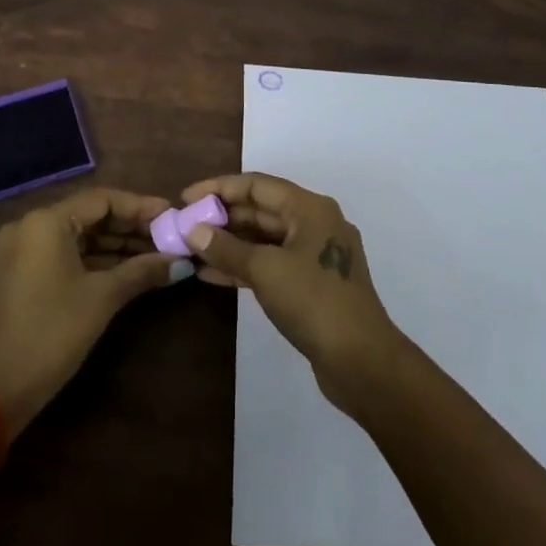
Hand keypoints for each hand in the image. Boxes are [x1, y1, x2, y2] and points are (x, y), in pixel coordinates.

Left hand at [0, 188, 187, 433]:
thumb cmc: (53, 333)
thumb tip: (181, 262)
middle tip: (167, 235)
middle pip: (90, 215)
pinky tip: (127, 268)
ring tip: (156, 253)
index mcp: (46, 221)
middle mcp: (30, 225)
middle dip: (130, 226)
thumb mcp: (103, 297)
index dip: (140, 206)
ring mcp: (21, 249)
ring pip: (78, 235)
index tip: (171, 214)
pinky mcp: (20, 272)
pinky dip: (94, 259)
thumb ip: (143, 271)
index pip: (102, 199)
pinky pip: (64, 253)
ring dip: (115, 244)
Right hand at [178, 173, 405, 413]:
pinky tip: (210, 273)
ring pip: (263, 239)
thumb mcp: (266, 270)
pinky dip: (242, 266)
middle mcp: (314, 223)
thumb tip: (193, 230)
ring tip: (190, 248)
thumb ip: (227, 248)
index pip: (256, 185)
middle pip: (260, 209)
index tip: (185, 198)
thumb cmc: (314, 301)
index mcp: (310, 208)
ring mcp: (314, 255)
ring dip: (228, 243)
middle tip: (184, 225)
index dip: (218, 188)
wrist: (362, 361)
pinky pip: (270, 263)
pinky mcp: (310, 284)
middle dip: (221, 216)